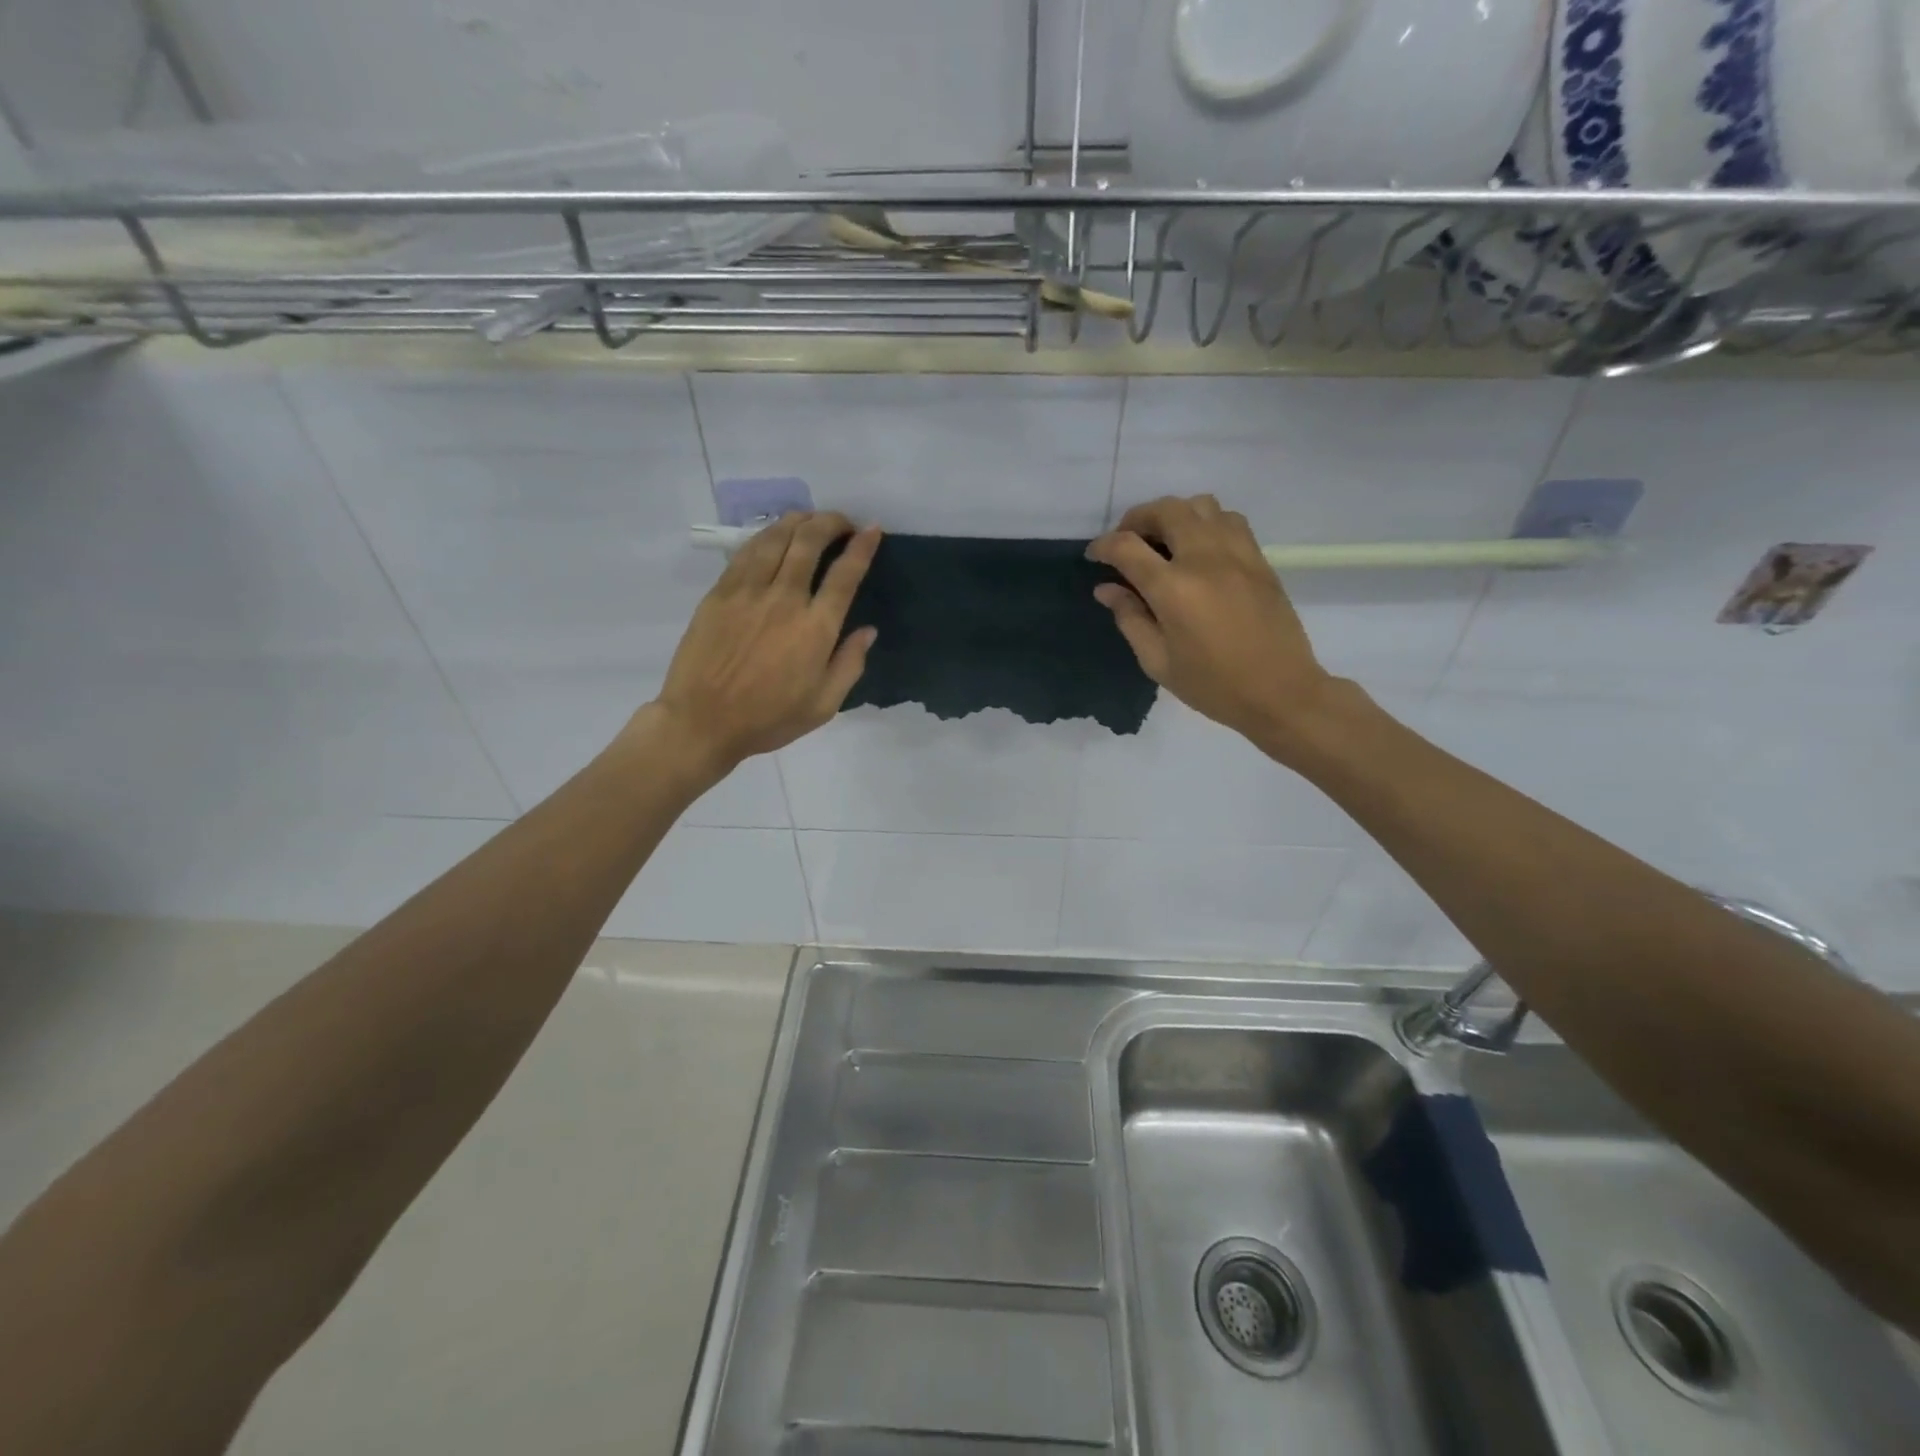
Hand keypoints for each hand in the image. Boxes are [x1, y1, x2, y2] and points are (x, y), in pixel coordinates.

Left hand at [648, 512, 879, 778]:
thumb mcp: (823, 706)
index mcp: (815, 629)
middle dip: (831, 523)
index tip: (872, 530)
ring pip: (777, 539)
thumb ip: (849, 664)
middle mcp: (785, 600)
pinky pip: (747, 552)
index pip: (845, 575)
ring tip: (810, 519)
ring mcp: (748, 592)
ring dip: (798, 521)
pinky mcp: (720, 593)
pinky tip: (774, 535)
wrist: (702, 722)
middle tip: (842, 522)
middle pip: (810, 542)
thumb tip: (867, 631)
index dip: (862, 547)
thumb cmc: (768, 719)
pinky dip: (766, 536)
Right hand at [1087, 495, 1332, 750]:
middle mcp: (1204, 559)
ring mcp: (1237, 554)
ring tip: (1165, 540)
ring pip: (1201, 505)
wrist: (1280, 692)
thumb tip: (1107, 588)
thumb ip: (1130, 618)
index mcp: (1173, 589)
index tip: (1094, 555)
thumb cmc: (1212, 685)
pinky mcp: (1259, 559)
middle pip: (1166, 510)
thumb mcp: (1158, 662)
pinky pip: (1230, 520)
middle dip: (1137, 519)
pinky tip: (1200, 549)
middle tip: (1127, 541)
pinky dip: (1207, 522)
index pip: (1127, 547)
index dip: (1103, 545)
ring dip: (1175, 514)